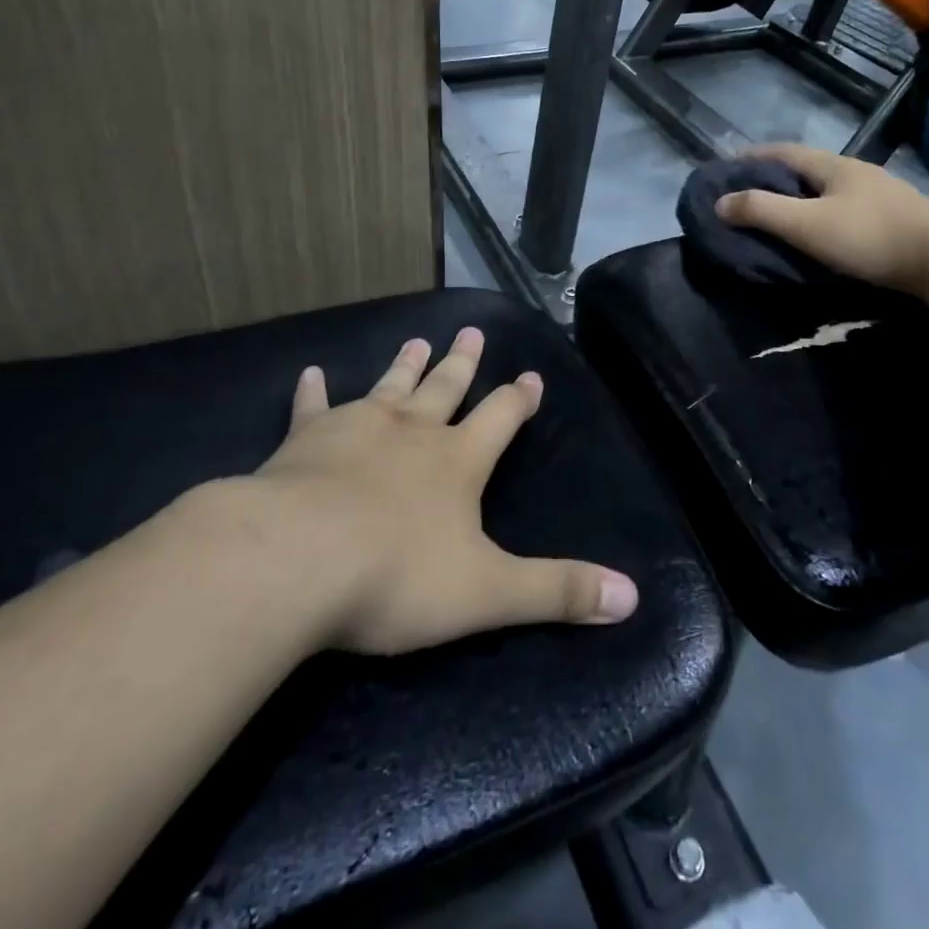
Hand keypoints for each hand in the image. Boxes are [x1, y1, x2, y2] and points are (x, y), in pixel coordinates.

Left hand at [257, 328, 638, 655]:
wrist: (297, 559)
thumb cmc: (396, 576)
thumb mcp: (488, 593)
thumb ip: (557, 591)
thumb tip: (632, 596)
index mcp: (457, 461)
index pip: (500, 417)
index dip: (518, 398)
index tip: (530, 376)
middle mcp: (412, 432)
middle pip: (445, 388)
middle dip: (462, 362)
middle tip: (471, 331)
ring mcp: (357, 427)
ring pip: (389, 386)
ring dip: (405, 365)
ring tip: (418, 340)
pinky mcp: (305, 439)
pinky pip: (312, 407)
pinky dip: (312, 391)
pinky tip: (309, 373)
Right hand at [713, 142, 928, 293]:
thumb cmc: (870, 235)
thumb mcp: (806, 224)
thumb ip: (762, 211)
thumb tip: (720, 202)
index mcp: (834, 166)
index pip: (783, 152)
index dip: (752, 156)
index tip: (726, 166)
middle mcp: (857, 173)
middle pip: (807, 168)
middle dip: (775, 178)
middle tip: (748, 194)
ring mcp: (881, 195)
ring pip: (829, 190)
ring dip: (802, 198)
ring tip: (780, 215)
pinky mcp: (896, 220)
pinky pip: (847, 210)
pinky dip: (823, 215)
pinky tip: (822, 233)